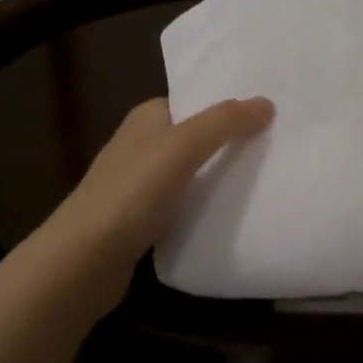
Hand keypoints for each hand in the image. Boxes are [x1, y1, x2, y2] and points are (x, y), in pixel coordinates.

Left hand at [53, 96, 273, 294]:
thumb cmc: (133, 192)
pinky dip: (206, 206)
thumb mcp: (183, 146)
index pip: (194, 102)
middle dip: (230, 142)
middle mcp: (141, 145)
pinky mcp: (143, 220)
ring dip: (220, 177)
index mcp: (146, 118)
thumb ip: (225, 122)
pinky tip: (232, 214)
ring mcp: (139, 185)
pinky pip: (185, 204)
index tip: (269, 116)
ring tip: (265, 179)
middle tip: (276, 148)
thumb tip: (266, 103)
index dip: (228, 107)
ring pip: (192, 173)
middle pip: (196, 137)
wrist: (86, 259)